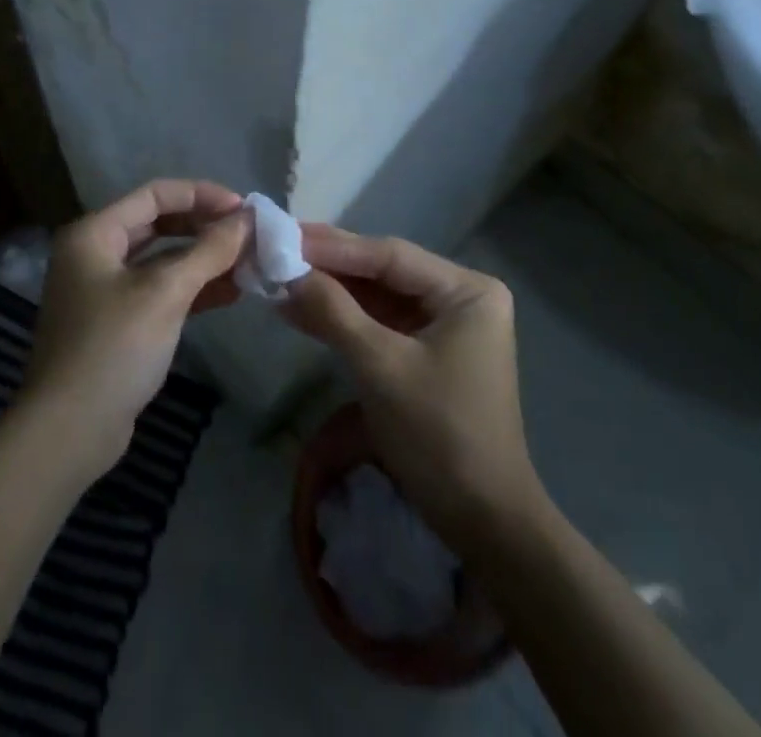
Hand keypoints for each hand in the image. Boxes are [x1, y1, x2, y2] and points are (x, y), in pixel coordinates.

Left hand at [20, 180, 246, 477]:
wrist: (69, 432)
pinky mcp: (117, 323)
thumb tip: (248, 219)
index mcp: (94, 233)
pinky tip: (229, 293)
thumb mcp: (165, 293)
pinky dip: (191, 288)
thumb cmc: (113, 348)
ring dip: (203, 259)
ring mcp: (104, 290)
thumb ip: (209, 251)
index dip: (201, 195)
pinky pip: (159, 291)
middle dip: (204, 227)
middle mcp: (95, 253)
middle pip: (158, 223)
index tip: (243, 208)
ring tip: (247, 263)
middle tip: (247, 235)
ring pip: (162, 260)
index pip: (155, 194)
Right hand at [281, 226, 542, 546]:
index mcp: (466, 290)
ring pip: (377, 297)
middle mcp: (459, 297)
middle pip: (383, 272)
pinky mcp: (426, 352)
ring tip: (278, 276)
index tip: (286, 236)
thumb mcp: (380, 367)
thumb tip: (288, 272)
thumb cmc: (439, 435)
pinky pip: (379, 324)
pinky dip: (342, 320)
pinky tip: (299, 310)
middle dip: (329, 267)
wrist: (482, 524)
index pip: (390, 256)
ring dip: (330, 293)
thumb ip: (334, 312)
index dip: (335, 246)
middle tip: (278, 250)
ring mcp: (444, 325)